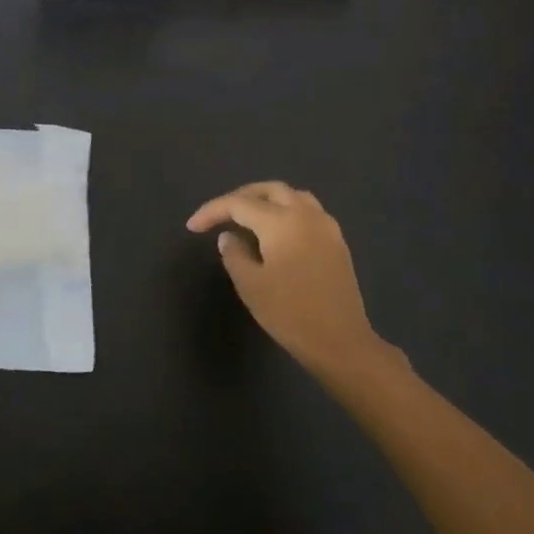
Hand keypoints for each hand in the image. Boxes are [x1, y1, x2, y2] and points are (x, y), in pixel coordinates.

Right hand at [187, 181, 397, 379]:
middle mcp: (305, 214)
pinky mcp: (336, 241)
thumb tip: (229, 237)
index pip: (238, 204)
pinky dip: (286, 211)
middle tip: (219, 215)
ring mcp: (326, 226)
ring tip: (247, 218)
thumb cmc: (290, 314)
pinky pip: (308, 211)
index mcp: (281, 222)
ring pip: (292, 196)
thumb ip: (234, 254)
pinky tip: (276, 232)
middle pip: (268, 190)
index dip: (212, 211)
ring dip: (266, 200)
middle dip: (240, 197)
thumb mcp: (250, 286)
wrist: (340, 342)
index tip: (192, 227)